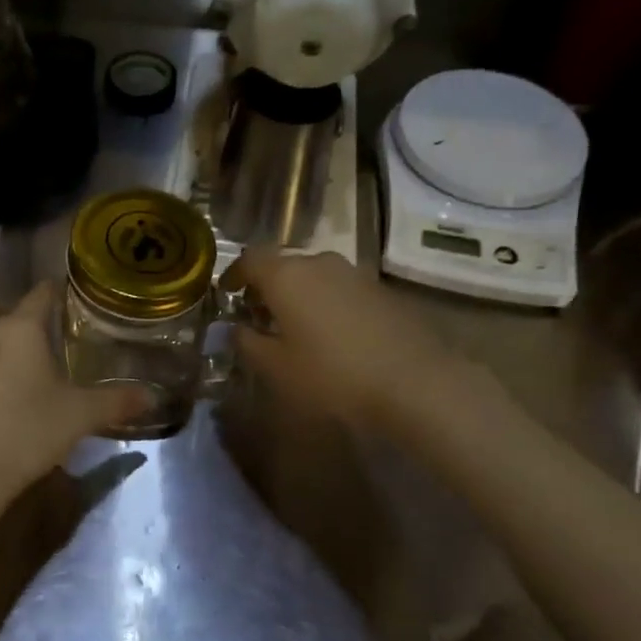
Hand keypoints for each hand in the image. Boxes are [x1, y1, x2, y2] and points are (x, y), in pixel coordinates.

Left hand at [0, 283, 148, 509]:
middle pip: (22, 315)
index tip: (86, 298)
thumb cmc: (29, 431)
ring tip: (55, 361)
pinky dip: (8, 365)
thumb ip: (118, 400)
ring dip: (25, 347)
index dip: (65, 291)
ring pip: (4, 339)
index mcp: (20, 327)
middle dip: (48, 323)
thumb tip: (153, 396)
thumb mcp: (81, 415)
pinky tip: (26, 386)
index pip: (44, 292)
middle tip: (79, 335)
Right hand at [222, 250, 490, 434]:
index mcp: (287, 275)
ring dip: (298, 294)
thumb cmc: (331, 375)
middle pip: (284, 265)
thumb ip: (247, 342)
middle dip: (267, 286)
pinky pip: (340, 289)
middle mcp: (320, 263)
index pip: (250, 258)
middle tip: (258, 316)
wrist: (413, 383)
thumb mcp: (276, 367)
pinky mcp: (381, 291)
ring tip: (293, 327)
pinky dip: (325, 303)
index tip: (227, 293)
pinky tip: (329, 335)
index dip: (234, 274)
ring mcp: (356, 274)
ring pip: (314, 276)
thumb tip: (235, 328)